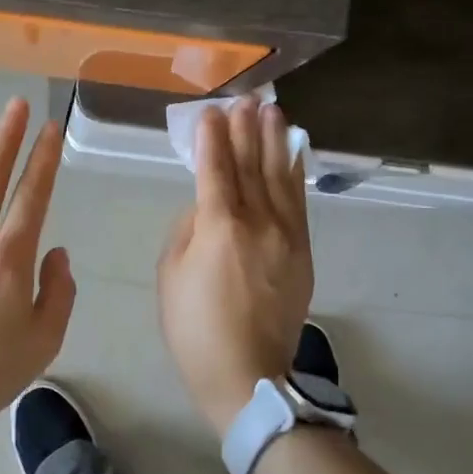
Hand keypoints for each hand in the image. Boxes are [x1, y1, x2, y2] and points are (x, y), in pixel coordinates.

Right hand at [157, 98, 313, 436]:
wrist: (247, 374)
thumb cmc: (194, 328)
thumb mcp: (170, 275)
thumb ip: (187, 230)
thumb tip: (204, 207)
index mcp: (219, 227)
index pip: (215, 169)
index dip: (212, 137)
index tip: (211, 112)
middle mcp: (258, 222)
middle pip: (251, 165)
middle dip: (246, 129)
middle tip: (246, 99)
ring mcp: (286, 235)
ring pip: (280, 177)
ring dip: (274, 141)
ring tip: (271, 111)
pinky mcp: (302, 251)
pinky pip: (299, 201)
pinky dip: (295, 172)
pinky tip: (292, 151)